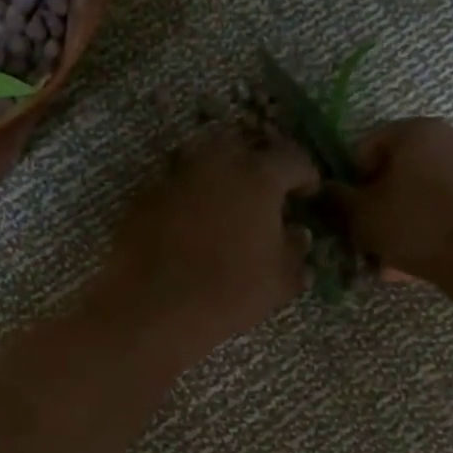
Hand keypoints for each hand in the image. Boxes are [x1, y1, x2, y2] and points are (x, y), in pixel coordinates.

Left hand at [93, 129, 319, 357]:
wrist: (152, 308)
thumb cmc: (227, 293)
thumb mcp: (278, 280)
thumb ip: (294, 251)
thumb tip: (299, 235)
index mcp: (257, 176)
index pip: (292, 158)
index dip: (305, 175)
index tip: (307, 194)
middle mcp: (215, 164)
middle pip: (242, 144)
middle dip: (256, 161)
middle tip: (263, 190)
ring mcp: (174, 176)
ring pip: (202, 158)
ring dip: (218, 172)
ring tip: (225, 201)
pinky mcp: (144, 197)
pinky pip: (173, 184)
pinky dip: (187, 194)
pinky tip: (189, 222)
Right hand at [328, 118, 452, 295]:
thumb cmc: (413, 226)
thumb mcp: (360, 214)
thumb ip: (338, 197)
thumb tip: (327, 188)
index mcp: (414, 130)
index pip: (365, 148)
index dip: (352, 181)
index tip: (353, 210)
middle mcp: (448, 134)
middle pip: (396, 167)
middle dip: (380, 197)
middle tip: (371, 231)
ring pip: (421, 187)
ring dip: (403, 211)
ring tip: (393, 249)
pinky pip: (445, 201)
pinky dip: (430, 219)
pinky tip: (419, 249)